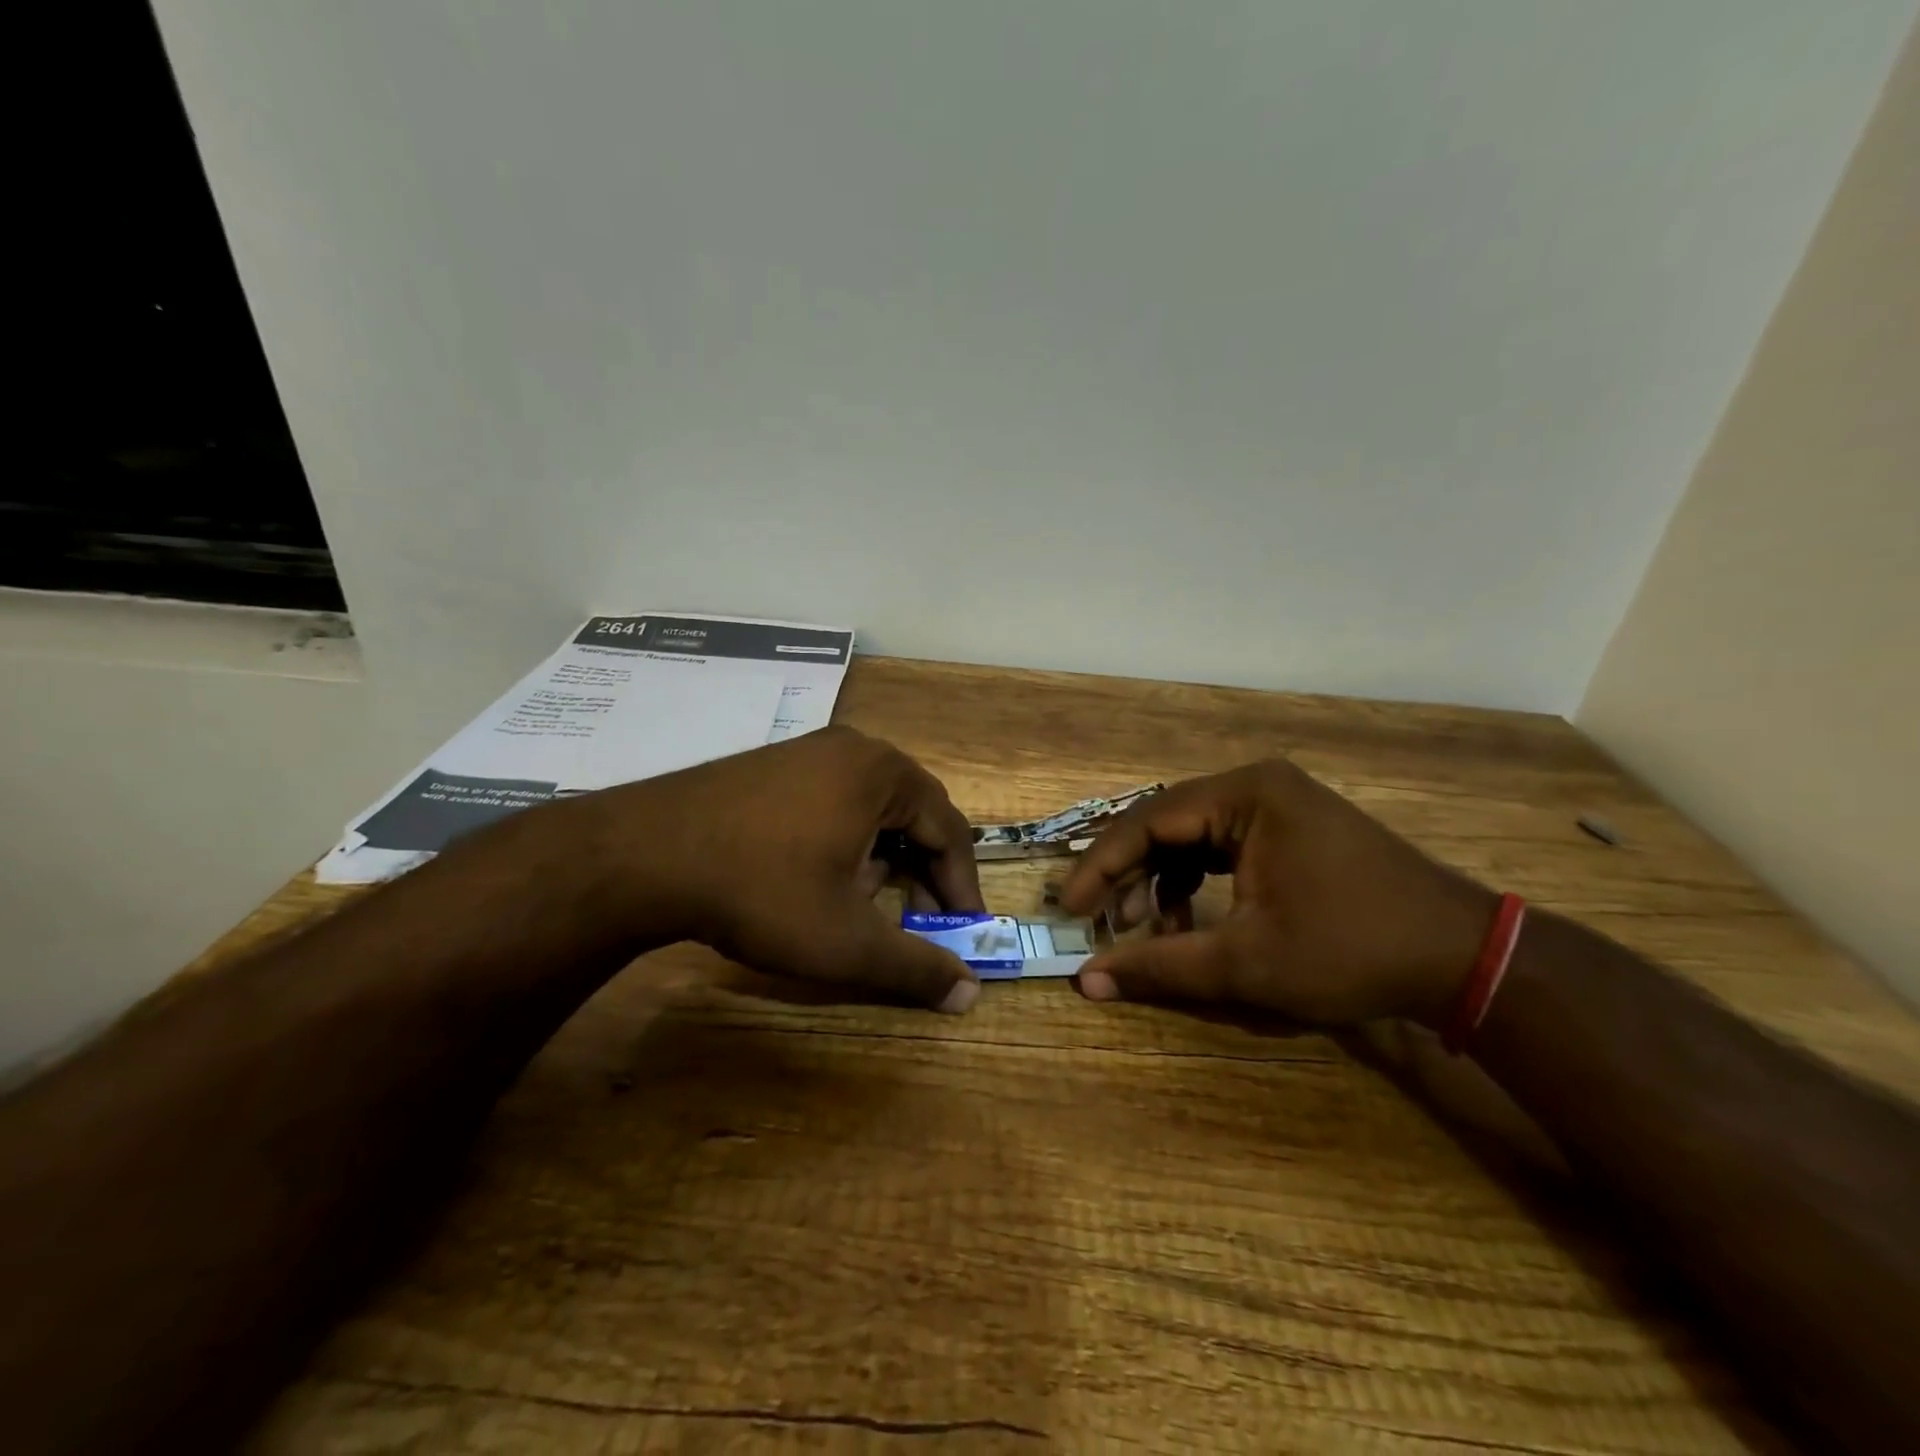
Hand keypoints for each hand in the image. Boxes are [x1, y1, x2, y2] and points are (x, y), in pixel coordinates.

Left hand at [579, 726, 986, 1012]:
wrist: (644, 855)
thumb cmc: (762, 891)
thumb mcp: (846, 941)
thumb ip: (915, 968)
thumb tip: (969, 996)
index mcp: (884, 774)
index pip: (949, 830)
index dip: (962, 886)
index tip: (964, 931)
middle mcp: (854, 749)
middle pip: (913, 814)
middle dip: (922, 872)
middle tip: (921, 920)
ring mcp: (809, 750)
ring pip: (873, 808)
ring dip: (883, 858)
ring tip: (863, 904)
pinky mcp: (774, 764)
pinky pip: (835, 799)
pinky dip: (846, 840)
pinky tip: (819, 878)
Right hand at [1059, 760, 1497, 1026]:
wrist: (1461, 957)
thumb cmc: (1350, 951)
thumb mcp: (1245, 963)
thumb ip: (1159, 966)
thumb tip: (1086, 982)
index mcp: (1244, 795)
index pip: (1147, 821)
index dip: (1099, 866)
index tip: (1067, 907)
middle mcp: (1255, 786)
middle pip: (1166, 825)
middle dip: (1128, 875)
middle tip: (1097, 920)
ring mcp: (1276, 804)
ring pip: (1191, 838)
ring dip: (1160, 882)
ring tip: (1143, 930)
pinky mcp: (1289, 828)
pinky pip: (1220, 847)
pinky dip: (1194, 883)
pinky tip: (1185, 921)